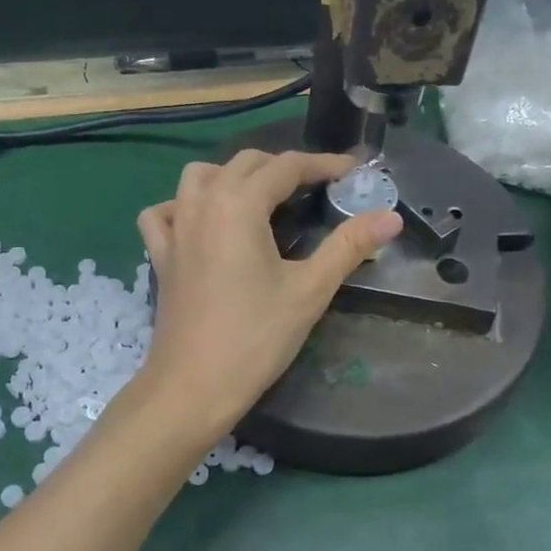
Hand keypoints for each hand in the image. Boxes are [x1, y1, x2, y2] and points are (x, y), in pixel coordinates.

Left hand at [135, 150, 401, 441]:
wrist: (193, 386)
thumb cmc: (256, 337)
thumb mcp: (310, 290)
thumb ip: (349, 246)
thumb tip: (391, 217)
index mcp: (238, 204)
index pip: (286, 167)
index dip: (323, 165)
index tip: (352, 171)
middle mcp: (202, 203)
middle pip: (245, 163)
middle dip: (284, 167)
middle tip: (318, 188)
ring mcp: (175, 227)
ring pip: (199, 176)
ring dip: (233, 175)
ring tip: (261, 198)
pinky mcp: (159, 254)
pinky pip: (164, 212)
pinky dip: (183, 205)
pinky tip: (201, 222)